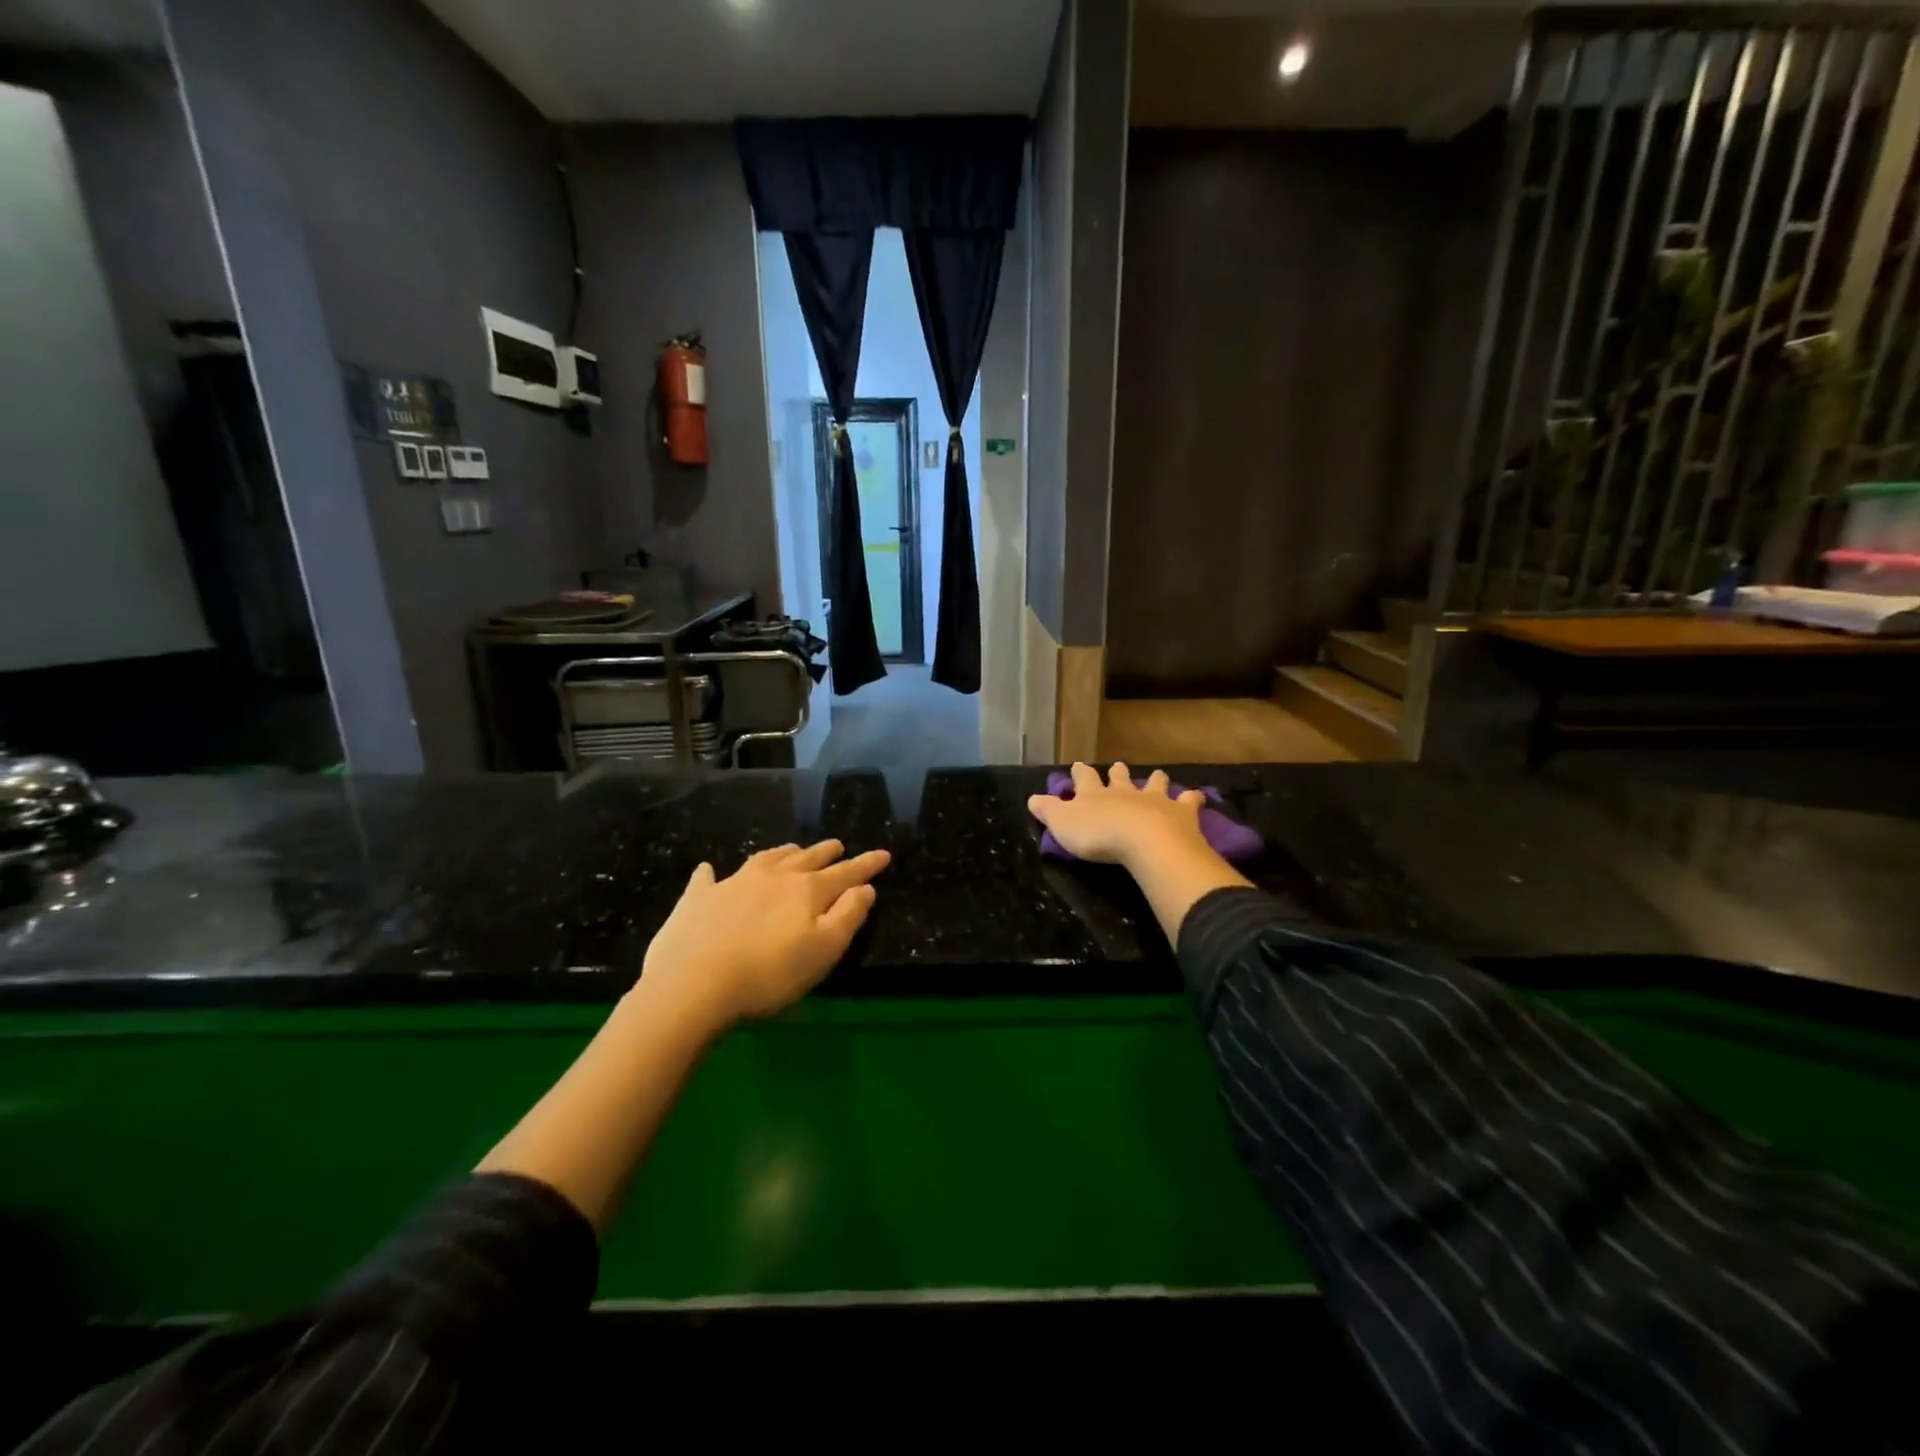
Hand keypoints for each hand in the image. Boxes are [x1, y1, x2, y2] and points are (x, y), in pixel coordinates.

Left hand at [640, 839, 889, 1031]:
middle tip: (839, 845)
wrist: (693, 984)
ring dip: (785, 853)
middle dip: (826, 852)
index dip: (866, 864)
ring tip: (794, 850)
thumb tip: (866, 888)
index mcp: (807, 890)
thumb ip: (849, 916)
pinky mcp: (698, 898)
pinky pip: (708, 877)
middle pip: (806, 858)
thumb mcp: (824, 950)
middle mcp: (773, 877)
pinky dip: (713, 872)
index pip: (845, 873)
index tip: (884, 854)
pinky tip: (710, 869)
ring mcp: (733, 883)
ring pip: (767, 859)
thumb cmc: (769, 973)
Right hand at [1027, 762, 1209, 869]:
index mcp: (1094, 794)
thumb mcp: (1062, 825)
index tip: (1078, 765)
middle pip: (1120, 777)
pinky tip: (1197, 796)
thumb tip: (1031, 798)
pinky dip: (1192, 798)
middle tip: (1118, 765)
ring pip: (1154, 783)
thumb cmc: (1099, 835)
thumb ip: (1047, 811)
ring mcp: (1154, 799)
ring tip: (1158, 775)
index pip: (1084, 778)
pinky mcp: (1180, 812)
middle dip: (1117, 771)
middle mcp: (1124, 792)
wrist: (1145, 841)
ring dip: (1155, 780)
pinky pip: (1189, 801)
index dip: (1079, 773)